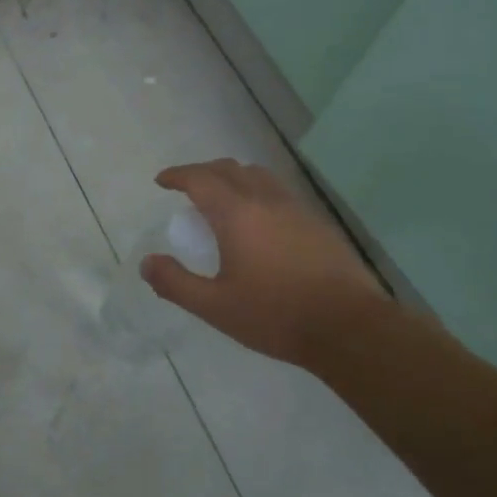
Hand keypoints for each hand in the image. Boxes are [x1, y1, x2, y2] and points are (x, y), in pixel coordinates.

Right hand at [140, 160, 387, 365]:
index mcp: (237, 214)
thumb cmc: (275, 315)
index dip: (177, 175)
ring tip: (222, 200)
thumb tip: (147, 263)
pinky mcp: (317, 223)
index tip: (162, 181)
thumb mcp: (215, 307)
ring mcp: (296, 209)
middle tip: (187, 189)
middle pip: (229, 169)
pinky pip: (279, 192)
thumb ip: (176, 283)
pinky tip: (259, 222)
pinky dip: (257, 192)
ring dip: (233, 178)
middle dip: (203, 172)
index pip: (200, 178)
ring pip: (258, 176)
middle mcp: (266, 200)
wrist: (349, 327)